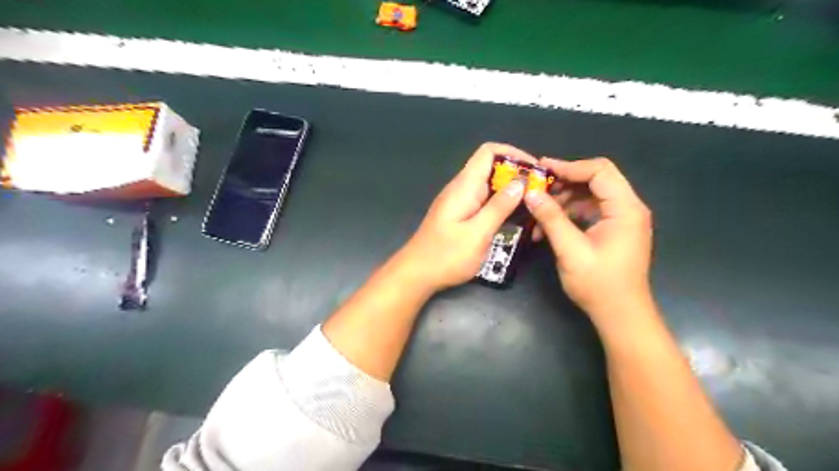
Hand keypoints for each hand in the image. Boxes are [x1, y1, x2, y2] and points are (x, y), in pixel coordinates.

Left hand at [395, 141, 536, 292]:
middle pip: (492, 168)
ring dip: (511, 193)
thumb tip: (520, 183)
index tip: (535, 170)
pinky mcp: (461, 215)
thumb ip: (499, 207)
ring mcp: (460, 202)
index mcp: (464, 186)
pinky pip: (484, 202)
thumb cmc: (446, 256)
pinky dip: (501, 205)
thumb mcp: (477, 233)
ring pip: (490, 187)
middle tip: (540, 193)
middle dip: (517, 176)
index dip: (513, 154)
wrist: (417, 274)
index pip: (488, 152)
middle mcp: (462, 189)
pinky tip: (515, 220)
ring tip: (533, 207)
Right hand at [523, 157, 654, 327]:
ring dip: (563, 201)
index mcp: (625, 208)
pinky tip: (548, 228)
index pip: (599, 171)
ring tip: (538, 214)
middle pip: (595, 180)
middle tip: (536, 190)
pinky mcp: (613, 231)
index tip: (541, 169)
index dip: (569, 166)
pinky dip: (569, 215)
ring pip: (589, 196)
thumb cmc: (598, 284)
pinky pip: (589, 212)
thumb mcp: (570, 249)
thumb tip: (530, 193)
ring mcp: (622, 220)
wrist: (620, 315)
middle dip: (563, 184)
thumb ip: (551, 218)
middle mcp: (628, 208)